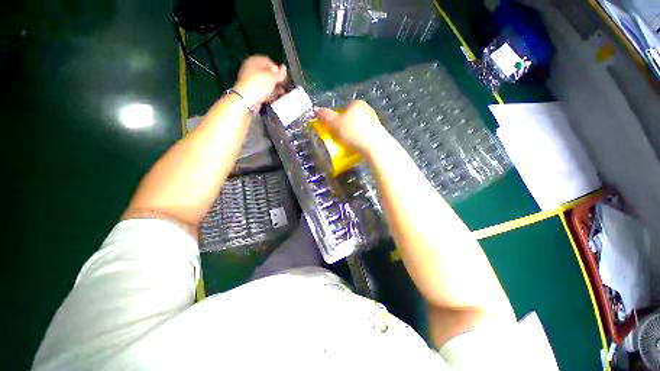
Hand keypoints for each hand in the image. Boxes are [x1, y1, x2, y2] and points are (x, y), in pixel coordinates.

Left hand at [234, 55, 287, 107]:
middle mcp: (251, 68)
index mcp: (254, 60)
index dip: (278, 70)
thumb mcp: (272, 77)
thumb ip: (280, 73)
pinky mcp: (251, 90)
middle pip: (267, 73)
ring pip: (266, 83)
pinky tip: (274, 98)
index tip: (284, 78)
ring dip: (274, 88)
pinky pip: (262, 90)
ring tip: (281, 94)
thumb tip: (284, 68)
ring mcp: (250, 80)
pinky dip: (269, 94)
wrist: (246, 99)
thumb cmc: (259, 84)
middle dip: (277, 81)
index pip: (269, 62)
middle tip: (284, 87)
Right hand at [314, 100, 387, 153]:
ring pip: (359, 126)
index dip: (338, 119)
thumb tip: (315, 108)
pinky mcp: (379, 131)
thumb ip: (325, 116)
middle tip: (341, 137)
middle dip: (346, 126)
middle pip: (352, 118)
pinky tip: (359, 145)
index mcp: (357, 103)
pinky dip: (361, 138)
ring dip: (354, 133)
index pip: (344, 109)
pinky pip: (366, 133)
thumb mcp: (335, 124)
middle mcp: (367, 109)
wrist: (373, 145)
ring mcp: (375, 120)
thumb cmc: (352, 132)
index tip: (336, 129)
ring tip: (350, 143)